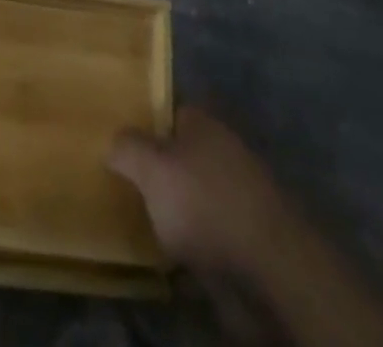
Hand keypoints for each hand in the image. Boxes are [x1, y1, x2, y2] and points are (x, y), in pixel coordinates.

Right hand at [108, 105, 306, 282]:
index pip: (170, 111)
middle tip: (125, 184)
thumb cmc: (204, 204)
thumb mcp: (151, 167)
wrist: (269, 272)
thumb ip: (127, 148)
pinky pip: (207, 236)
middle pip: (182, 155)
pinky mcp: (246, 241)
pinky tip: (169, 260)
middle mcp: (223, 152)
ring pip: (195, 196)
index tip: (121, 142)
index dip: (145, 123)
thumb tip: (114, 143)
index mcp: (204, 124)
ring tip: (141, 224)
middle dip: (159, 170)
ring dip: (175, 211)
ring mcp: (238, 198)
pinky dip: (192, 246)